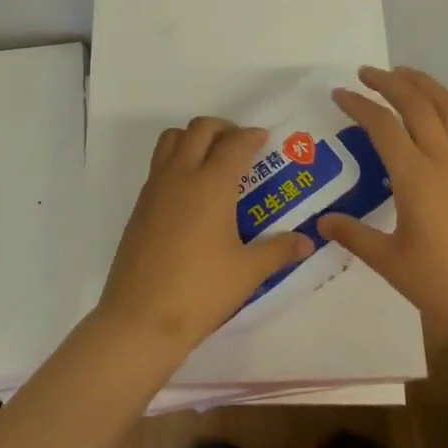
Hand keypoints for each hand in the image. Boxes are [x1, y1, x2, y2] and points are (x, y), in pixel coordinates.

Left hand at [96, 116, 314, 357]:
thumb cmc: (201, 291)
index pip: (234, 143)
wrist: (140, 319)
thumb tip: (307, 241)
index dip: (251, 136)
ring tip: (212, 158)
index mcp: (211, 184)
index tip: (264, 139)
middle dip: (223, 128)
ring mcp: (155, 188)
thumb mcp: (248, 272)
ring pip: (172, 139)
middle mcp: (181, 175)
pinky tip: (191, 192)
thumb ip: (279, 250)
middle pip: (199, 129)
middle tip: (240, 144)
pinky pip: (159, 164)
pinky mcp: (139, 206)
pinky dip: (177, 159)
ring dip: (194, 137)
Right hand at [317, 65, 447, 345]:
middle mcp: (446, 160)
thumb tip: (322, 222)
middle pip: (418, 104)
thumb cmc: (445, 286)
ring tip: (406, 75)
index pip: (383, 126)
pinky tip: (447, 112)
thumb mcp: (391, 262)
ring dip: (426, 85)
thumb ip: (355, 236)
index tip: (339, 93)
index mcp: (416, 177)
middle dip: (390, 82)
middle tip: (368, 73)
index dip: (359, 105)